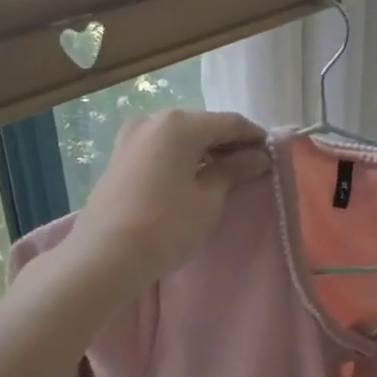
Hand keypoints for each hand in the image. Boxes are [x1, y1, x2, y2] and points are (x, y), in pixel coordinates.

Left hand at [75, 110, 270, 288]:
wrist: (104, 257)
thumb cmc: (167, 225)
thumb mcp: (209, 199)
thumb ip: (234, 171)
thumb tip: (259, 157)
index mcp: (180, 124)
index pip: (229, 122)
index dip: (254, 137)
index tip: (272, 155)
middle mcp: (154, 119)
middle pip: (203, 125)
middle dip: (228, 143)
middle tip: (250, 167)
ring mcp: (131, 137)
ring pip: (180, 136)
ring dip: (204, 151)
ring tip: (224, 176)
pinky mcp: (119, 157)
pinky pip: (161, 148)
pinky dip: (181, 157)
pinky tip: (192, 178)